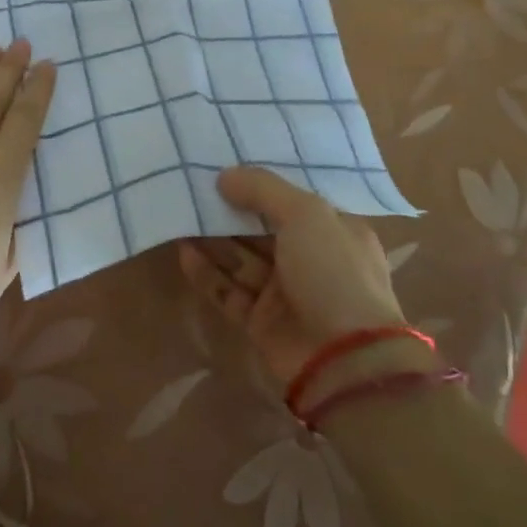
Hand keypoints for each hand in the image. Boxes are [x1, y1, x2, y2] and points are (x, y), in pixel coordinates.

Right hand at [178, 166, 409, 390]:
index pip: (293, 200)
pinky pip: (230, 291)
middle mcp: (311, 259)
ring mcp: (286, 293)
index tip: (226, 164)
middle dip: (231, 209)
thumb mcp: (305, 214)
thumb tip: (225, 176)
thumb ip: (263, 189)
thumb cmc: (334, 272)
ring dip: (214, 238)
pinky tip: (184, 252)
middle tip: (193, 186)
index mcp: (334, 230)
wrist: (345, 362)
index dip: (262, 183)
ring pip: (242, 259)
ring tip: (181, 213)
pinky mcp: (262, 323)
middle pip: (262, 228)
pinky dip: (208, 273)